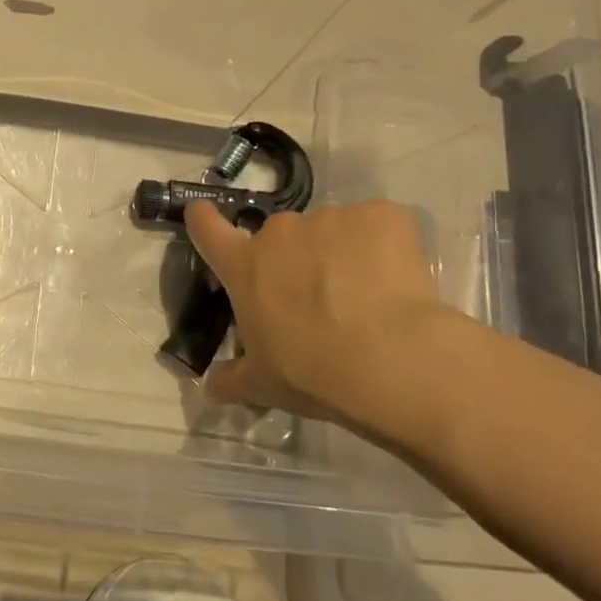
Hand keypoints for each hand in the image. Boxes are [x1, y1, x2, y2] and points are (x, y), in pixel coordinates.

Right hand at [183, 198, 462, 442]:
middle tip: (316, 297)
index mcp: (244, 266)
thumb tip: (212, 386)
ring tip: (365, 295)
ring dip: (340, 254)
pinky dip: (385, 246)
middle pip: (280, 235)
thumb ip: (232, 379)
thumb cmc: (312, 372)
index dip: (203, 220)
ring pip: (331, 231)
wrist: (391, 360)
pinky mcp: (380, 216)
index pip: (207, 229)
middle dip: (293, 258)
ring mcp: (331, 219)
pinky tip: (398, 280)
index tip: (202, 214)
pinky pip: (377, 226)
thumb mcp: (262, 384)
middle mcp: (280, 232)